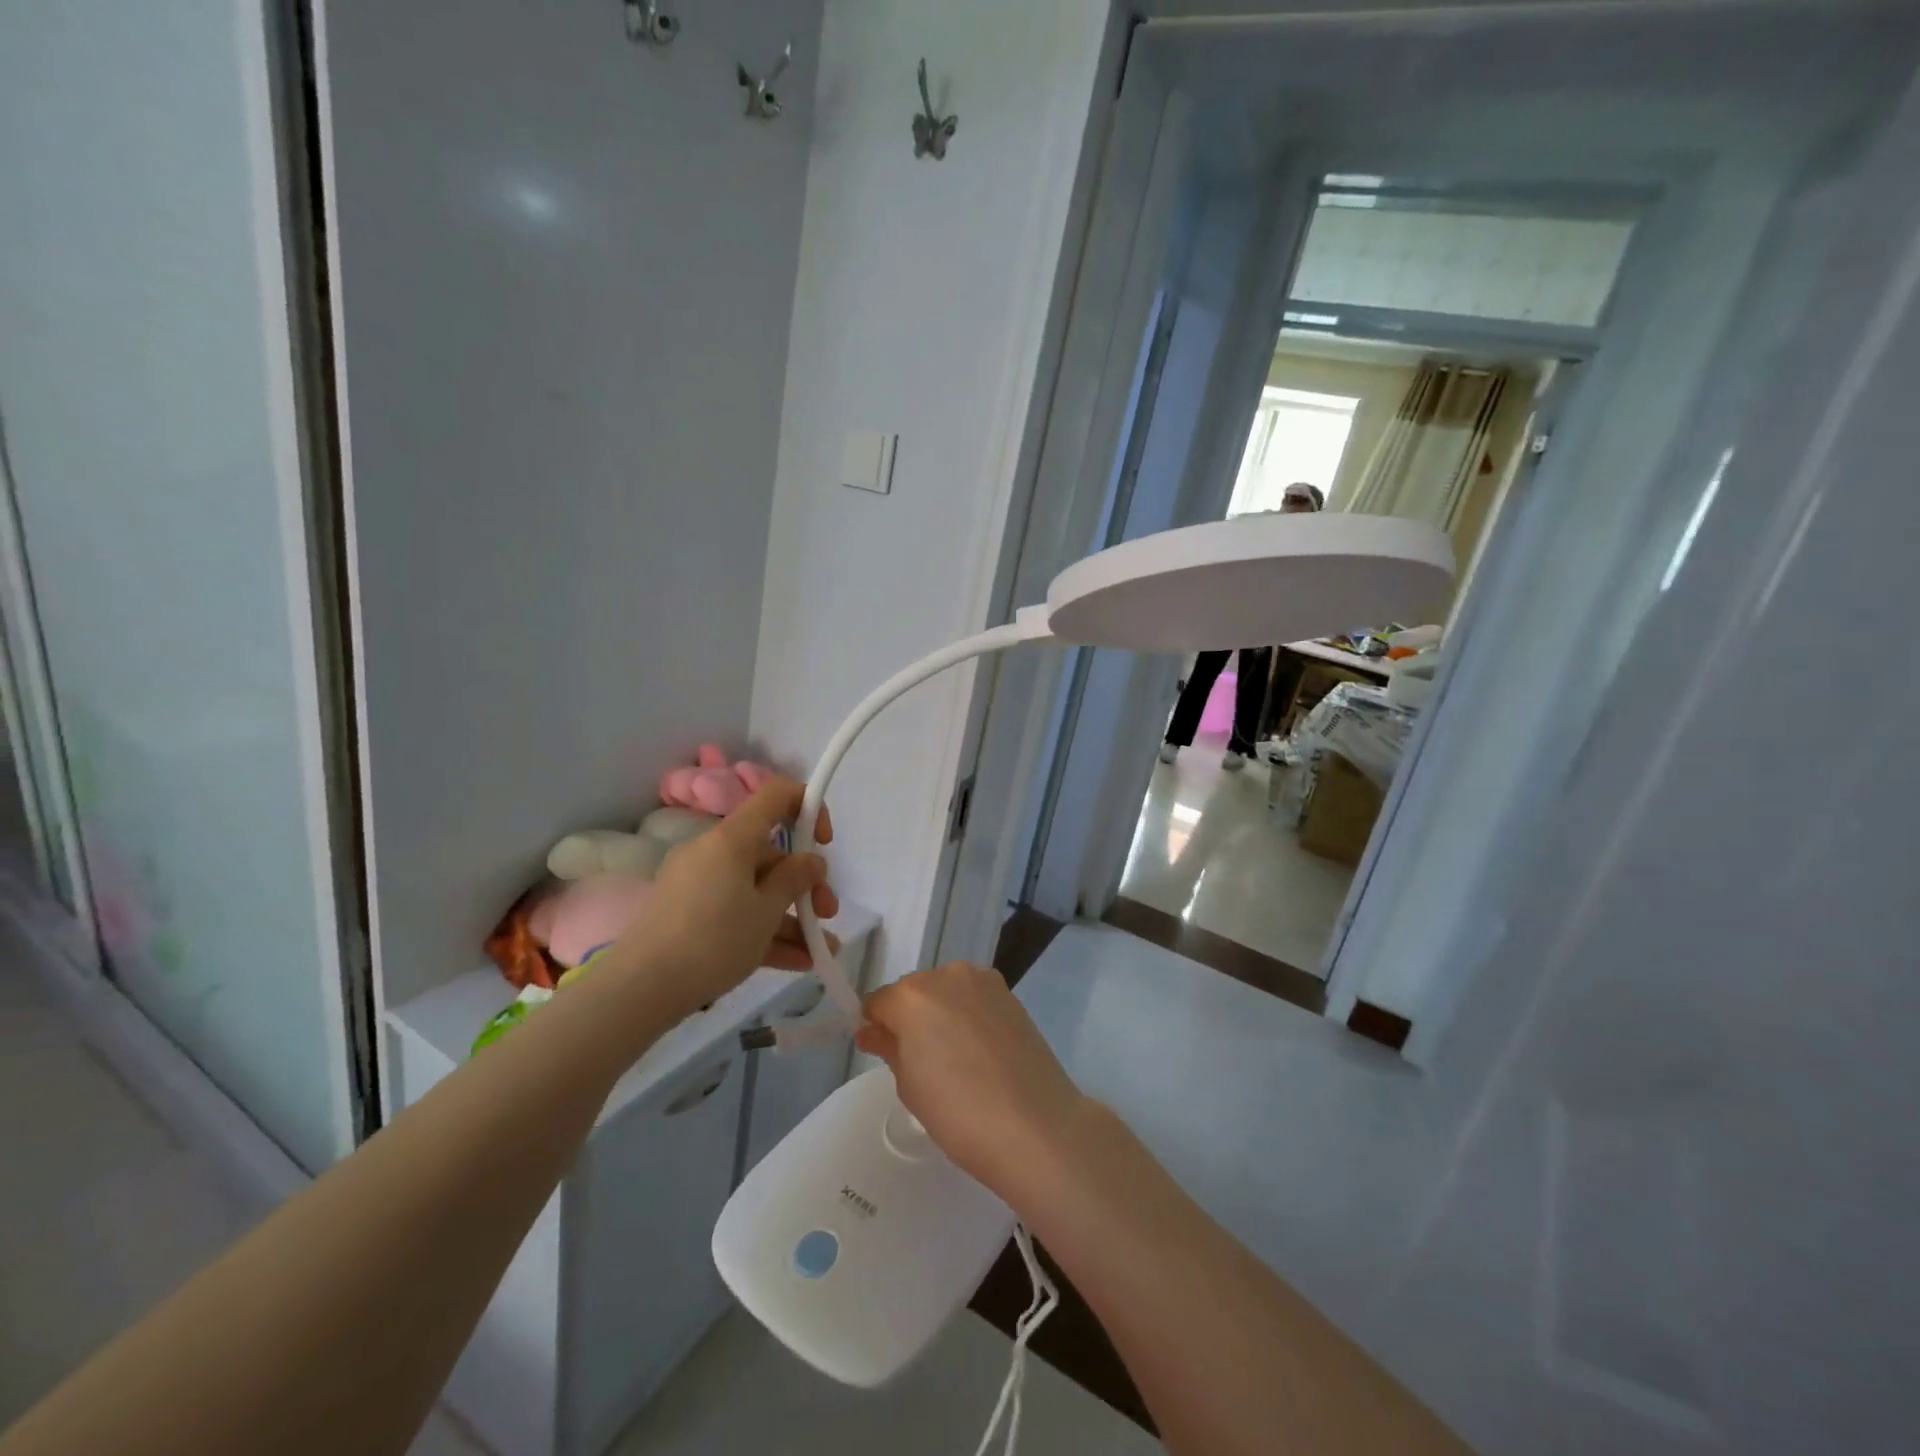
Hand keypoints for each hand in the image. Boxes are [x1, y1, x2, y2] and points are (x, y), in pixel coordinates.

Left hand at [615, 777, 836, 1020]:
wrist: (641, 989)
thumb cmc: (713, 939)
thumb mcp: (766, 911)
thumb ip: (795, 880)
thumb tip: (811, 860)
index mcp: (732, 838)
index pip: (776, 795)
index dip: (808, 807)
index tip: (824, 842)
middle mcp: (713, 852)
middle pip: (770, 854)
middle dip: (804, 884)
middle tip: (827, 914)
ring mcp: (698, 884)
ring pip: (756, 891)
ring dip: (791, 917)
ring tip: (820, 949)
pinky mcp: (688, 915)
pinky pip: (736, 912)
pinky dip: (764, 932)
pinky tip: (797, 961)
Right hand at [856, 961, 1089, 1200]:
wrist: (1034, 1125)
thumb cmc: (959, 1112)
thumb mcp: (910, 1085)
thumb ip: (889, 1048)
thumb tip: (872, 1031)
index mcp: (913, 995)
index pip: (879, 1002)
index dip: (876, 1026)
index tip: (880, 1051)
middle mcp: (947, 975)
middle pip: (915, 992)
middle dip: (910, 1018)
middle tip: (920, 1061)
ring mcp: (983, 982)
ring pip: (947, 992)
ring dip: (942, 1014)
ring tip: (955, 1059)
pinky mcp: (1011, 995)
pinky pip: (975, 999)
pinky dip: (969, 1016)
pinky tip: (980, 1052)